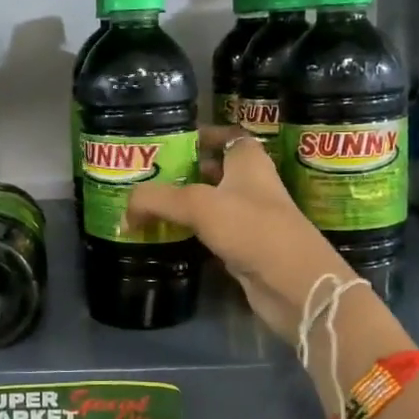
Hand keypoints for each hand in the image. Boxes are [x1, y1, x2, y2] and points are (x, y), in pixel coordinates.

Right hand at [126, 126, 341, 340]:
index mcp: (249, 161)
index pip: (228, 136)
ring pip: (212, 204)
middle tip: (149, 177)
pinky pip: (212, 234)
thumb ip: (156, 200)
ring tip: (149, 207)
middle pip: (216, 170)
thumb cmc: (252, 228)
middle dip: (185, 172)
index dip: (203, 135)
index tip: (172, 142)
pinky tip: (167, 237)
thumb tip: (125, 213)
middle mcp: (252, 185)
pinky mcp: (246, 249)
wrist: (293, 283)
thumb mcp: (197, 204)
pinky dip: (192, 234)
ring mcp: (251, 219)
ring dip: (185, 205)